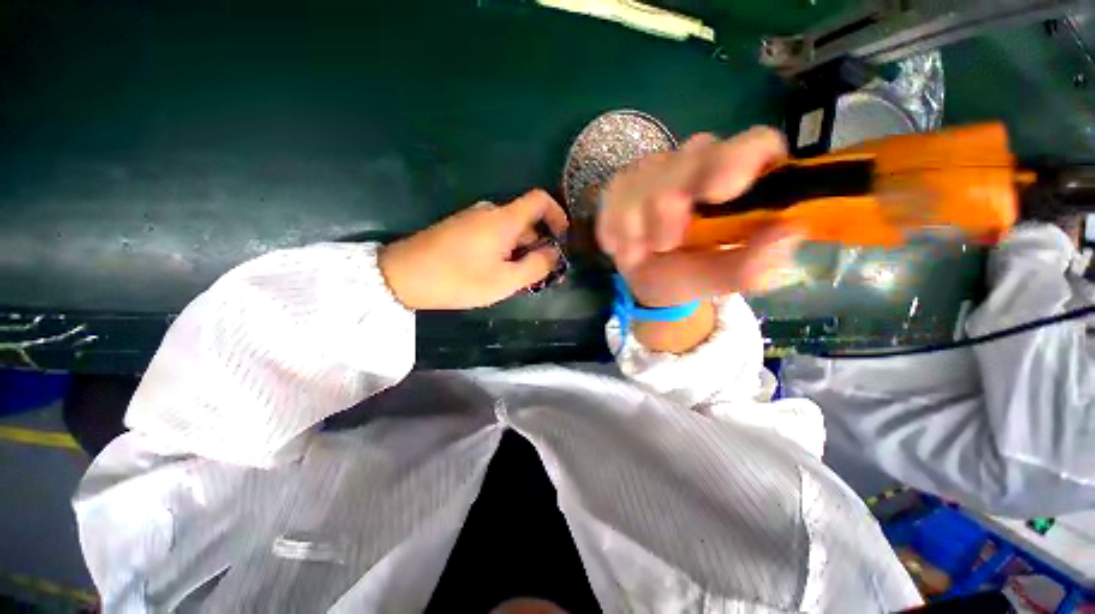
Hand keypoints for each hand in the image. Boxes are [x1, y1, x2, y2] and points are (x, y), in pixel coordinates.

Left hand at [379, 189, 568, 309]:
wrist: (402, 276)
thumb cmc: (458, 279)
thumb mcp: (505, 281)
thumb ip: (536, 266)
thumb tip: (555, 253)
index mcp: (504, 219)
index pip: (540, 199)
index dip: (557, 215)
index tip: (563, 240)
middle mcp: (490, 212)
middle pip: (527, 220)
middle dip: (540, 244)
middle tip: (541, 274)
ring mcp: (473, 219)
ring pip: (510, 230)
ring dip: (521, 251)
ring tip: (519, 280)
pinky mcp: (461, 229)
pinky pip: (494, 235)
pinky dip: (504, 251)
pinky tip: (497, 273)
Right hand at [597, 127, 804, 306]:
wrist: (649, 283)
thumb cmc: (690, 277)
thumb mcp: (720, 280)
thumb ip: (752, 264)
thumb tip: (790, 231)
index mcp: (739, 181)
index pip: (755, 144)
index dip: (739, 159)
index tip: (717, 193)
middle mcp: (701, 164)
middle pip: (690, 155)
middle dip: (670, 206)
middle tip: (664, 244)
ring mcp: (658, 169)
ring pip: (645, 177)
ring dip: (640, 224)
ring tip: (643, 251)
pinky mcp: (623, 182)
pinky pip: (614, 196)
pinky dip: (615, 227)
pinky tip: (623, 245)